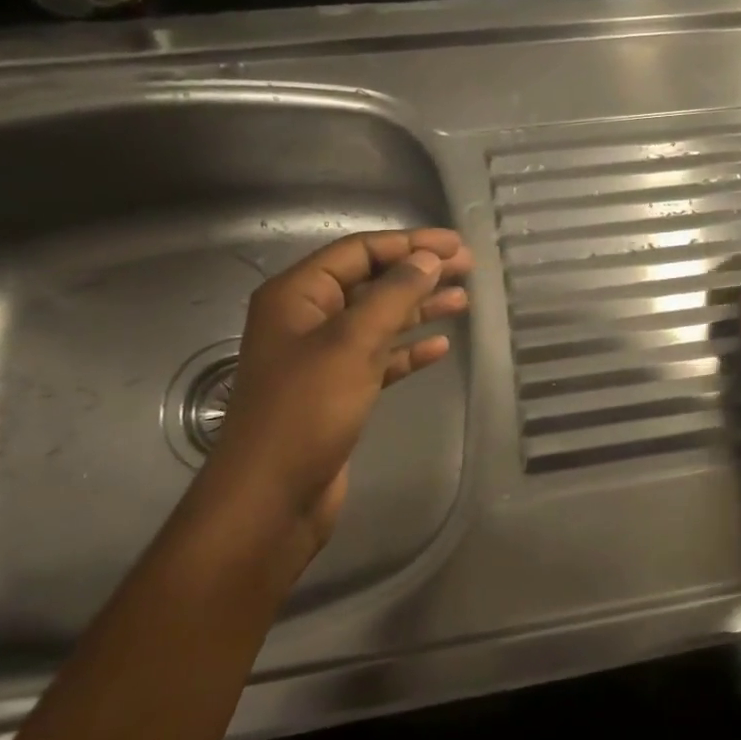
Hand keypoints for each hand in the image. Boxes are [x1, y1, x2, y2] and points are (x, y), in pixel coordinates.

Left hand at [199, 229, 472, 551]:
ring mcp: (322, 358)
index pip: (358, 252)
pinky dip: (408, 351)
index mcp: (297, 295)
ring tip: (463, 301)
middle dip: (418, 273)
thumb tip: (428, 259)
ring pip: (378, 321)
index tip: (456, 245)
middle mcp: (307, 320)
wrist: (272, 496)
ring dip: (419, 309)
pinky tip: (439, 348)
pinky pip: (379, 359)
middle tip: (468, 269)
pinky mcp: (338, 392)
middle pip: (371, 283)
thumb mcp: (352, 342)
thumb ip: (393, 295)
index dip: (409, 243)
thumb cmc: (307, 410)